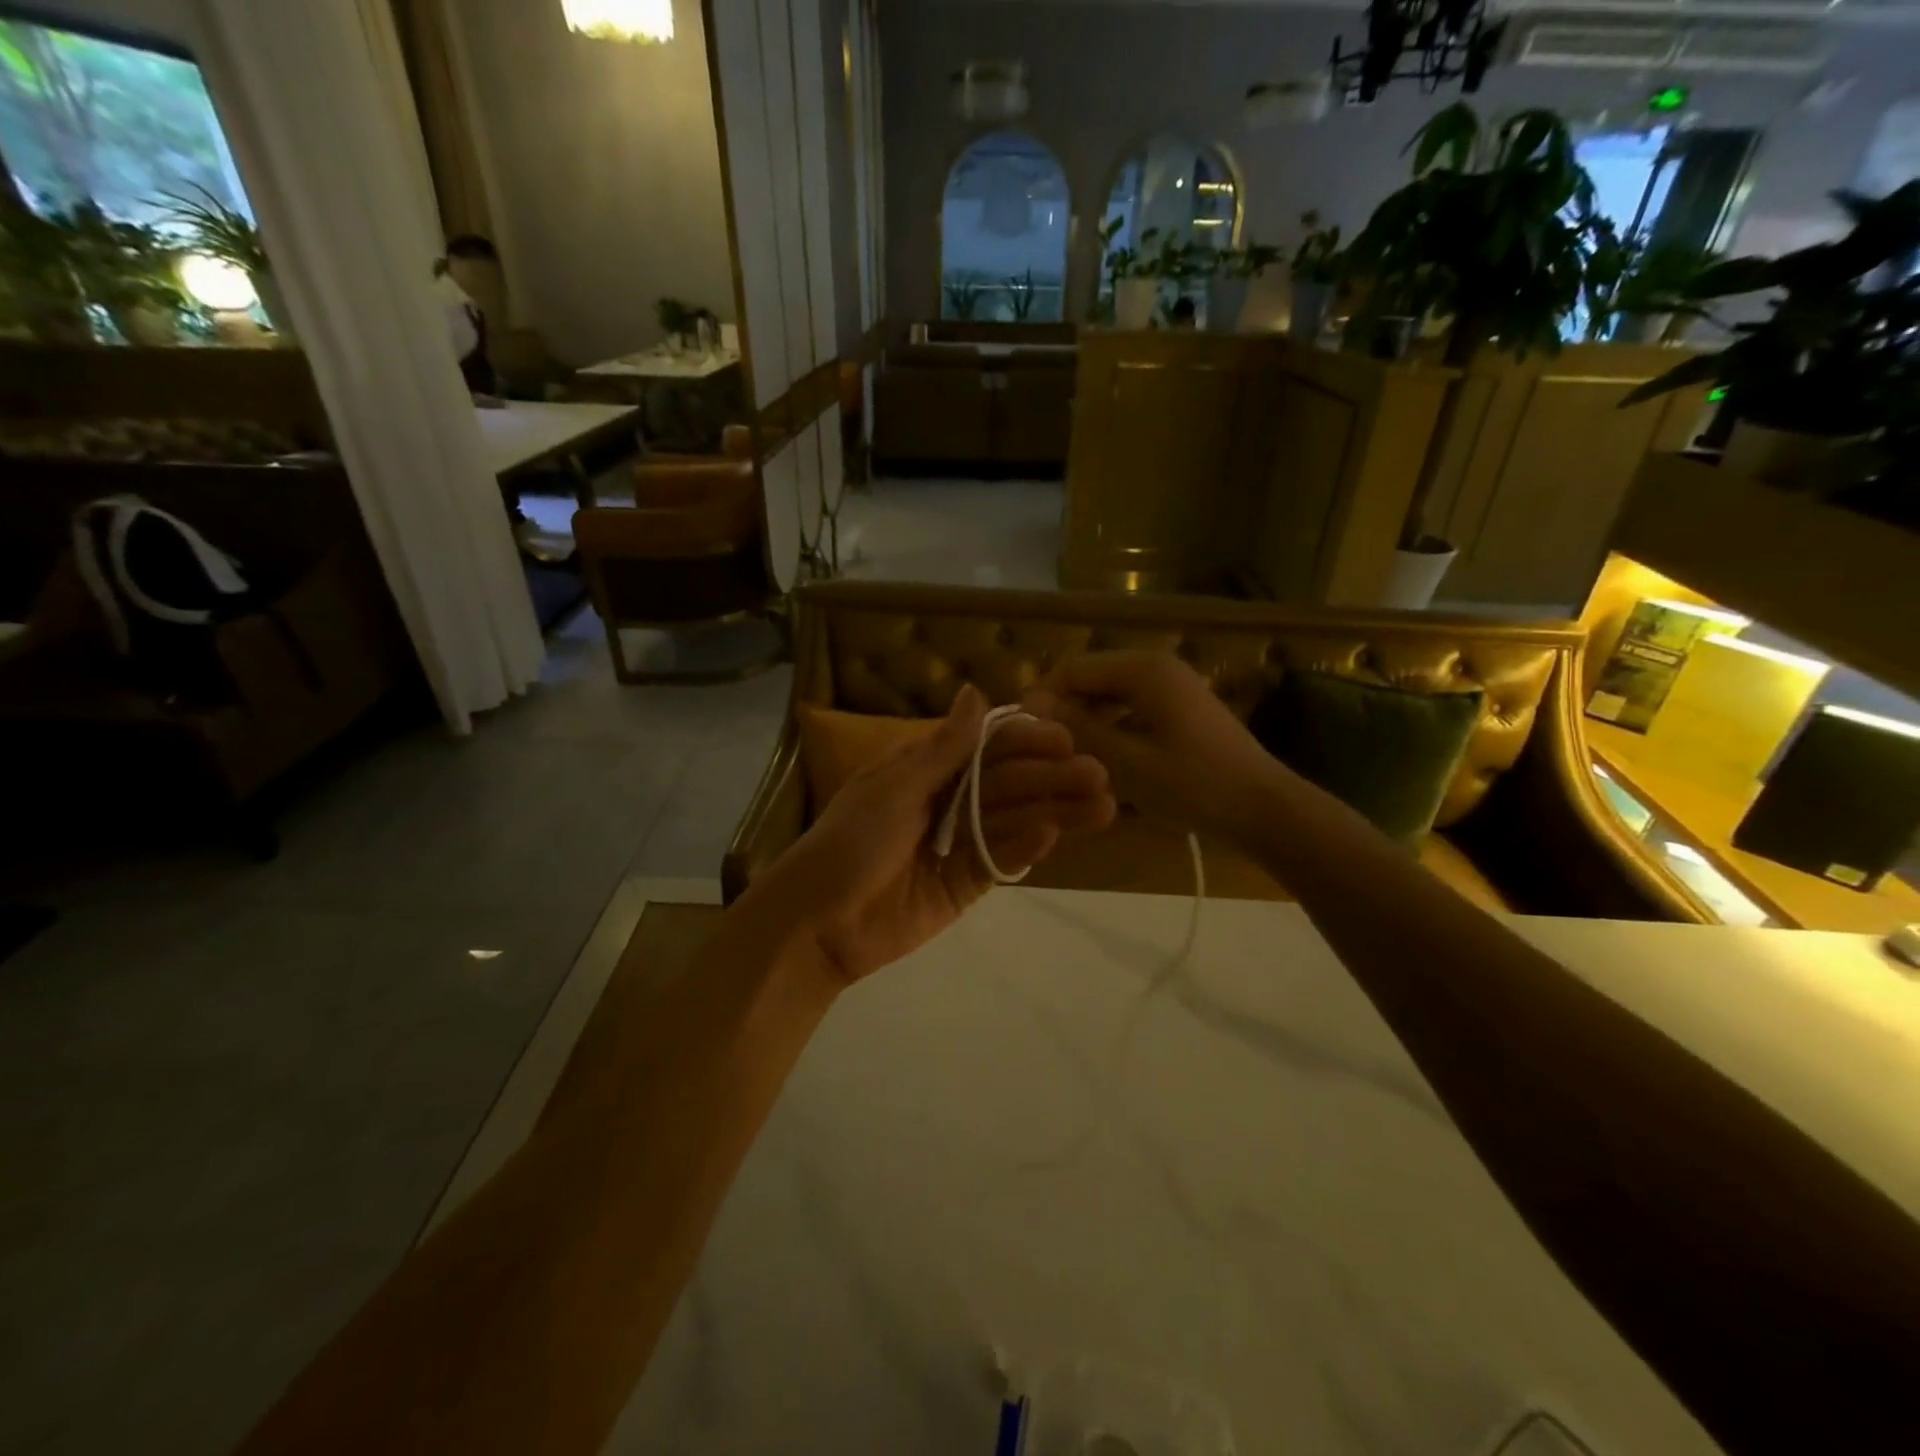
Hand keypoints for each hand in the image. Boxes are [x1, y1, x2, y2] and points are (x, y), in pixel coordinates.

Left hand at [743, 684, 1115, 985]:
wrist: (819, 922)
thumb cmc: (851, 842)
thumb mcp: (895, 787)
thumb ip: (943, 748)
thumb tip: (975, 691)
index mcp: (926, 769)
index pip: (986, 747)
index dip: (1025, 741)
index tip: (1065, 738)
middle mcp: (948, 801)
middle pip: (1008, 784)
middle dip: (1052, 778)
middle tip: (1099, 775)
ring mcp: (959, 844)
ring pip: (1014, 821)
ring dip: (1055, 811)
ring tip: (1102, 807)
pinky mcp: (965, 885)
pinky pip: (1001, 861)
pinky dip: (1025, 848)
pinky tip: (1053, 835)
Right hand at [1024, 651, 1291, 843]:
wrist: (1263, 808)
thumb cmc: (1193, 785)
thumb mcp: (1126, 761)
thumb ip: (1077, 729)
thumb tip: (1031, 705)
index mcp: (1143, 669)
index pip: (1073, 669)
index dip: (1042, 698)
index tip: (1021, 735)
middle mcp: (1156, 666)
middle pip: (1090, 678)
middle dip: (1064, 710)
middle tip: (1043, 751)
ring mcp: (1171, 685)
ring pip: (1109, 694)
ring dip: (1086, 720)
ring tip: (1068, 758)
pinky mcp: (1180, 707)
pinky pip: (1130, 707)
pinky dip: (1111, 727)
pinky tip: (1102, 760)